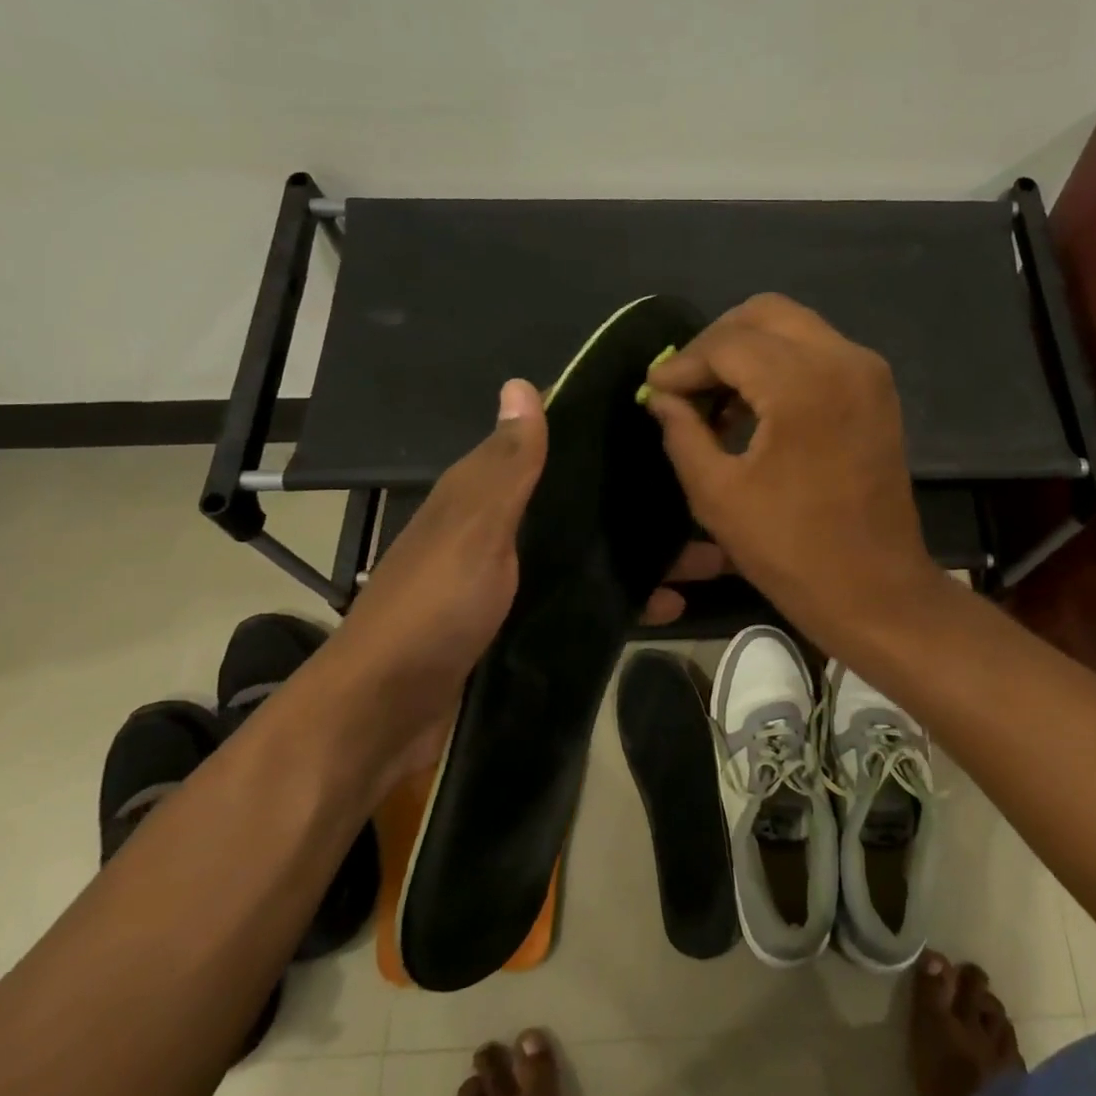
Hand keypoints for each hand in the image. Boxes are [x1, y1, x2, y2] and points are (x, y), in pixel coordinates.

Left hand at [321, 380, 729, 774]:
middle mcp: (504, 528)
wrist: (387, 713)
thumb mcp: (474, 529)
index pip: (552, 447)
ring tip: (709, 557)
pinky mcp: (528, 623)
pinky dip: (624, 599)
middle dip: (641, 504)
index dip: (604, 435)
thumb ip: (506, 466)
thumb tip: (522, 382)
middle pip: (583, 504)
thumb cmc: (434, 608)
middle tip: (708, 501)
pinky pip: (587, 599)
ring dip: (643, 554)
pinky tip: (670, 606)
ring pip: (591, 552)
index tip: (667, 426)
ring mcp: (517, 579)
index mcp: (486, 494)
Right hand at [642, 294, 942, 651]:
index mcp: (804, 384)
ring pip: (795, 328)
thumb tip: (662, 396)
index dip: (683, 363)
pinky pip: (819, 353)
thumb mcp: (718, 494)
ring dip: (749, 351)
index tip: (654, 388)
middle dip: (717, 342)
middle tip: (685, 383)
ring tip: (715, 400)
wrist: (875, 589)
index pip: (729, 343)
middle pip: (766, 314)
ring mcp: (868, 373)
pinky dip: (781, 365)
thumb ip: (683, 432)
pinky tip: (754, 407)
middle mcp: (843, 360)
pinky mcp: (877, 392)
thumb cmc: (791, 550)